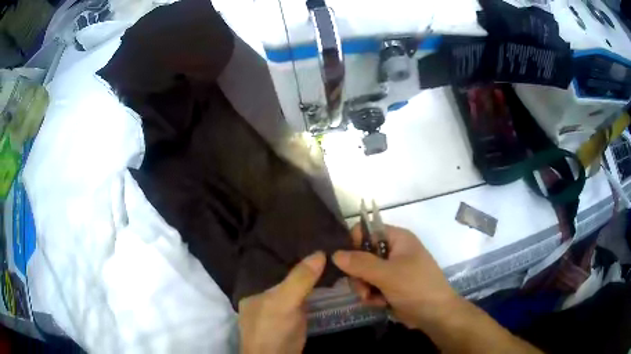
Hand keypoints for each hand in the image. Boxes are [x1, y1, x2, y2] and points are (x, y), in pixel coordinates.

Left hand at [238, 251, 324, 353]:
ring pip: (297, 284)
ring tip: (331, 255)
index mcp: (254, 286)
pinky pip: (305, 296)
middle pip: (286, 272)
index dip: (289, 248)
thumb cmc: (272, 329)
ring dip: (312, 274)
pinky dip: (315, 288)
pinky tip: (328, 278)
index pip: (272, 261)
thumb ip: (299, 279)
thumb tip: (320, 252)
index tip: (310, 234)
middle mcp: (265, 293)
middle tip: (326, 243)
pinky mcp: (294, 316)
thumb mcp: (282, 302)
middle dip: (303, 260)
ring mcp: (280, 305)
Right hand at [332, 224, 458, 330]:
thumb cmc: (416, 287)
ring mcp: (392, 269)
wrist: (435, 314)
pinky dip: (372, 295)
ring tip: (372, 299)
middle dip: (359, 274)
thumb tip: (335, 254)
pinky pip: (371, 286)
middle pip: (362, 255)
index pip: (367, 230)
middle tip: (362, 288)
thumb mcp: (388, 274)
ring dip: (364, 287)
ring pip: (364, 273)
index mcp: (397, 239)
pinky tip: (379, 303)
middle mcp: (394, 251)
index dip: (354, 244)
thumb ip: (360, 263)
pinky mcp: (390, 285)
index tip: (348, 262)